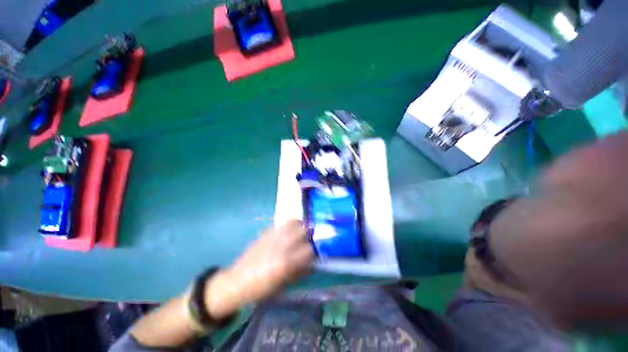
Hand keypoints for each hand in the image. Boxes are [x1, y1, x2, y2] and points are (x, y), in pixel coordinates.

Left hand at [204, 220, 313, 318]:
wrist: (237, 281)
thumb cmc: (262, 288)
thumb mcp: (284, 284)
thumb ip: (300, 270)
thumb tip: (312, 262)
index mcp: (287, 261)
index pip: (310, 249)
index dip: (315, 251)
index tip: (315, 254)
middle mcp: (283, 244)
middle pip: (305, 229)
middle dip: (311, 234)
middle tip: (310, 240)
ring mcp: (274, 235)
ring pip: (294, 221)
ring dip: (301, 226)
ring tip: (300, 233)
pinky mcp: (267, 231)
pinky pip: (283, 223)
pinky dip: (290, 226)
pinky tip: (288, 233)